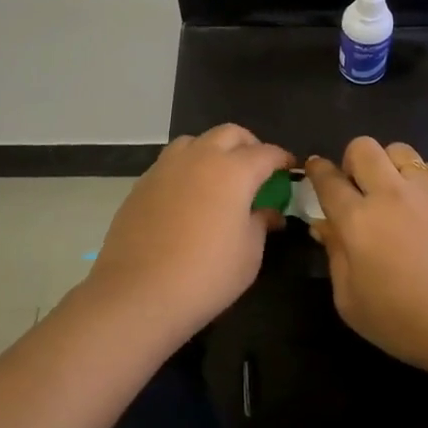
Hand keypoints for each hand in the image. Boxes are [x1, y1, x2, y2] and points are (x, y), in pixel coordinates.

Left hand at [89, 125, 293, 340]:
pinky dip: (187, 168)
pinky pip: (171, 162)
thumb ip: (261, 223)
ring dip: (214, 150)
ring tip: (219, 176)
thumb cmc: (206, 275)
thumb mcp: (249, 254)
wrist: (138, 294)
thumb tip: (268, 212)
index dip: (282, 159)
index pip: (266, 153)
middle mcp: (200, 158)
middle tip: (257, 169)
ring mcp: (166, 167)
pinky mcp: (142, 184)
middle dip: (249, 145)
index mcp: (234, 170)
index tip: (290, 169)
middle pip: (230, 134)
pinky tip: (188, 196)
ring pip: (196, 141)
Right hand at [305, 138, 427, 396]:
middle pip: (362, 148)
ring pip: (397, 149)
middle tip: (357, 186)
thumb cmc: (405, 323)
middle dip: (352, 161)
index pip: (328, 179)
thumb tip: (325, 226)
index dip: (317, 170)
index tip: (315, 169)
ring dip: (387, 164)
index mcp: (357, 221)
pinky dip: (418, 177)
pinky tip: (422, 203)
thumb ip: (334, 256)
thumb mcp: (351, 302)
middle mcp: (389, 193)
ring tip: (393, 191)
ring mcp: (425, 188)